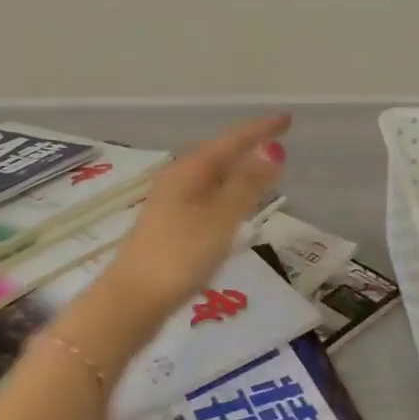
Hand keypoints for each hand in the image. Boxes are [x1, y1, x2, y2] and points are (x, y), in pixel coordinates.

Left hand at [101, 112, 290, 324]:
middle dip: (247, 145)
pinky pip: (205, 197)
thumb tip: (272, 147)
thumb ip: (247, 184)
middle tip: (276, 139)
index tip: (287, 119)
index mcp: (190, 170)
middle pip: (218, 154)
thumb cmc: (180, 255)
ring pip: (210, 176)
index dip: (260, 129)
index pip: (231, 140)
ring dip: (236, 169)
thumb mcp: (221, 218)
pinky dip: (225, 192)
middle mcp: (178, 179)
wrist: (132, 300)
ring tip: (260, 168)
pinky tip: (231, 206)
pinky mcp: (170, 228)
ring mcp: (170, 204)